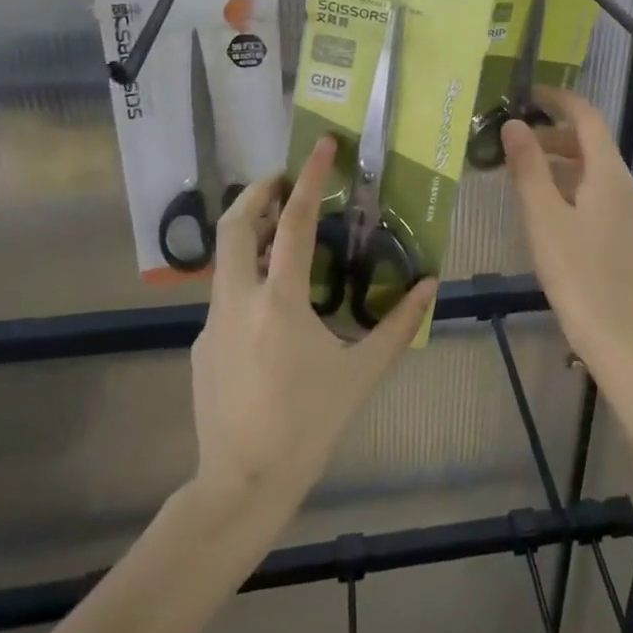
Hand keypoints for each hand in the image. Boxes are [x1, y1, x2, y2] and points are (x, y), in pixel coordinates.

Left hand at [191, 136, 436, 505]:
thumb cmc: (307, 426)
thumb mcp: (361, 374)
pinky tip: (273, 305)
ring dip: (252, 232)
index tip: (321, 145)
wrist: (240, 486)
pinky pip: (225, 296)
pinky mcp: (202, 345)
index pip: (296, 223)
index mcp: (280, 302)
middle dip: (258, 191)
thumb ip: (398, 325)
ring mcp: (213, 323)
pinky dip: (247, 277)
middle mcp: (238, 301)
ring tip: (283, 232)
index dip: (311, 178)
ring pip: (225, 258)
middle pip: (235, 224)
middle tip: (285, 179)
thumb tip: (431, 284)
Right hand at [502, 89, 632, 371]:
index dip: (558, 99)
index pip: (587, 116)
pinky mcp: (619, 230)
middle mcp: (622, 183)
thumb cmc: (575, 271)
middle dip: (552, 132)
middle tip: (512, 140)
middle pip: (589, 141)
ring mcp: (625, 208)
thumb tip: (513, 124)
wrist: (615, 332)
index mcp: (607, 172)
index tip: (527, 95)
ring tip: (520, 171)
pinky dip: (567, 183)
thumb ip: (528, 167)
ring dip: (558, 159)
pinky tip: (543, 205)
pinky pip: (593, 190)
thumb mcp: (542, 215)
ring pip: (590, 168)